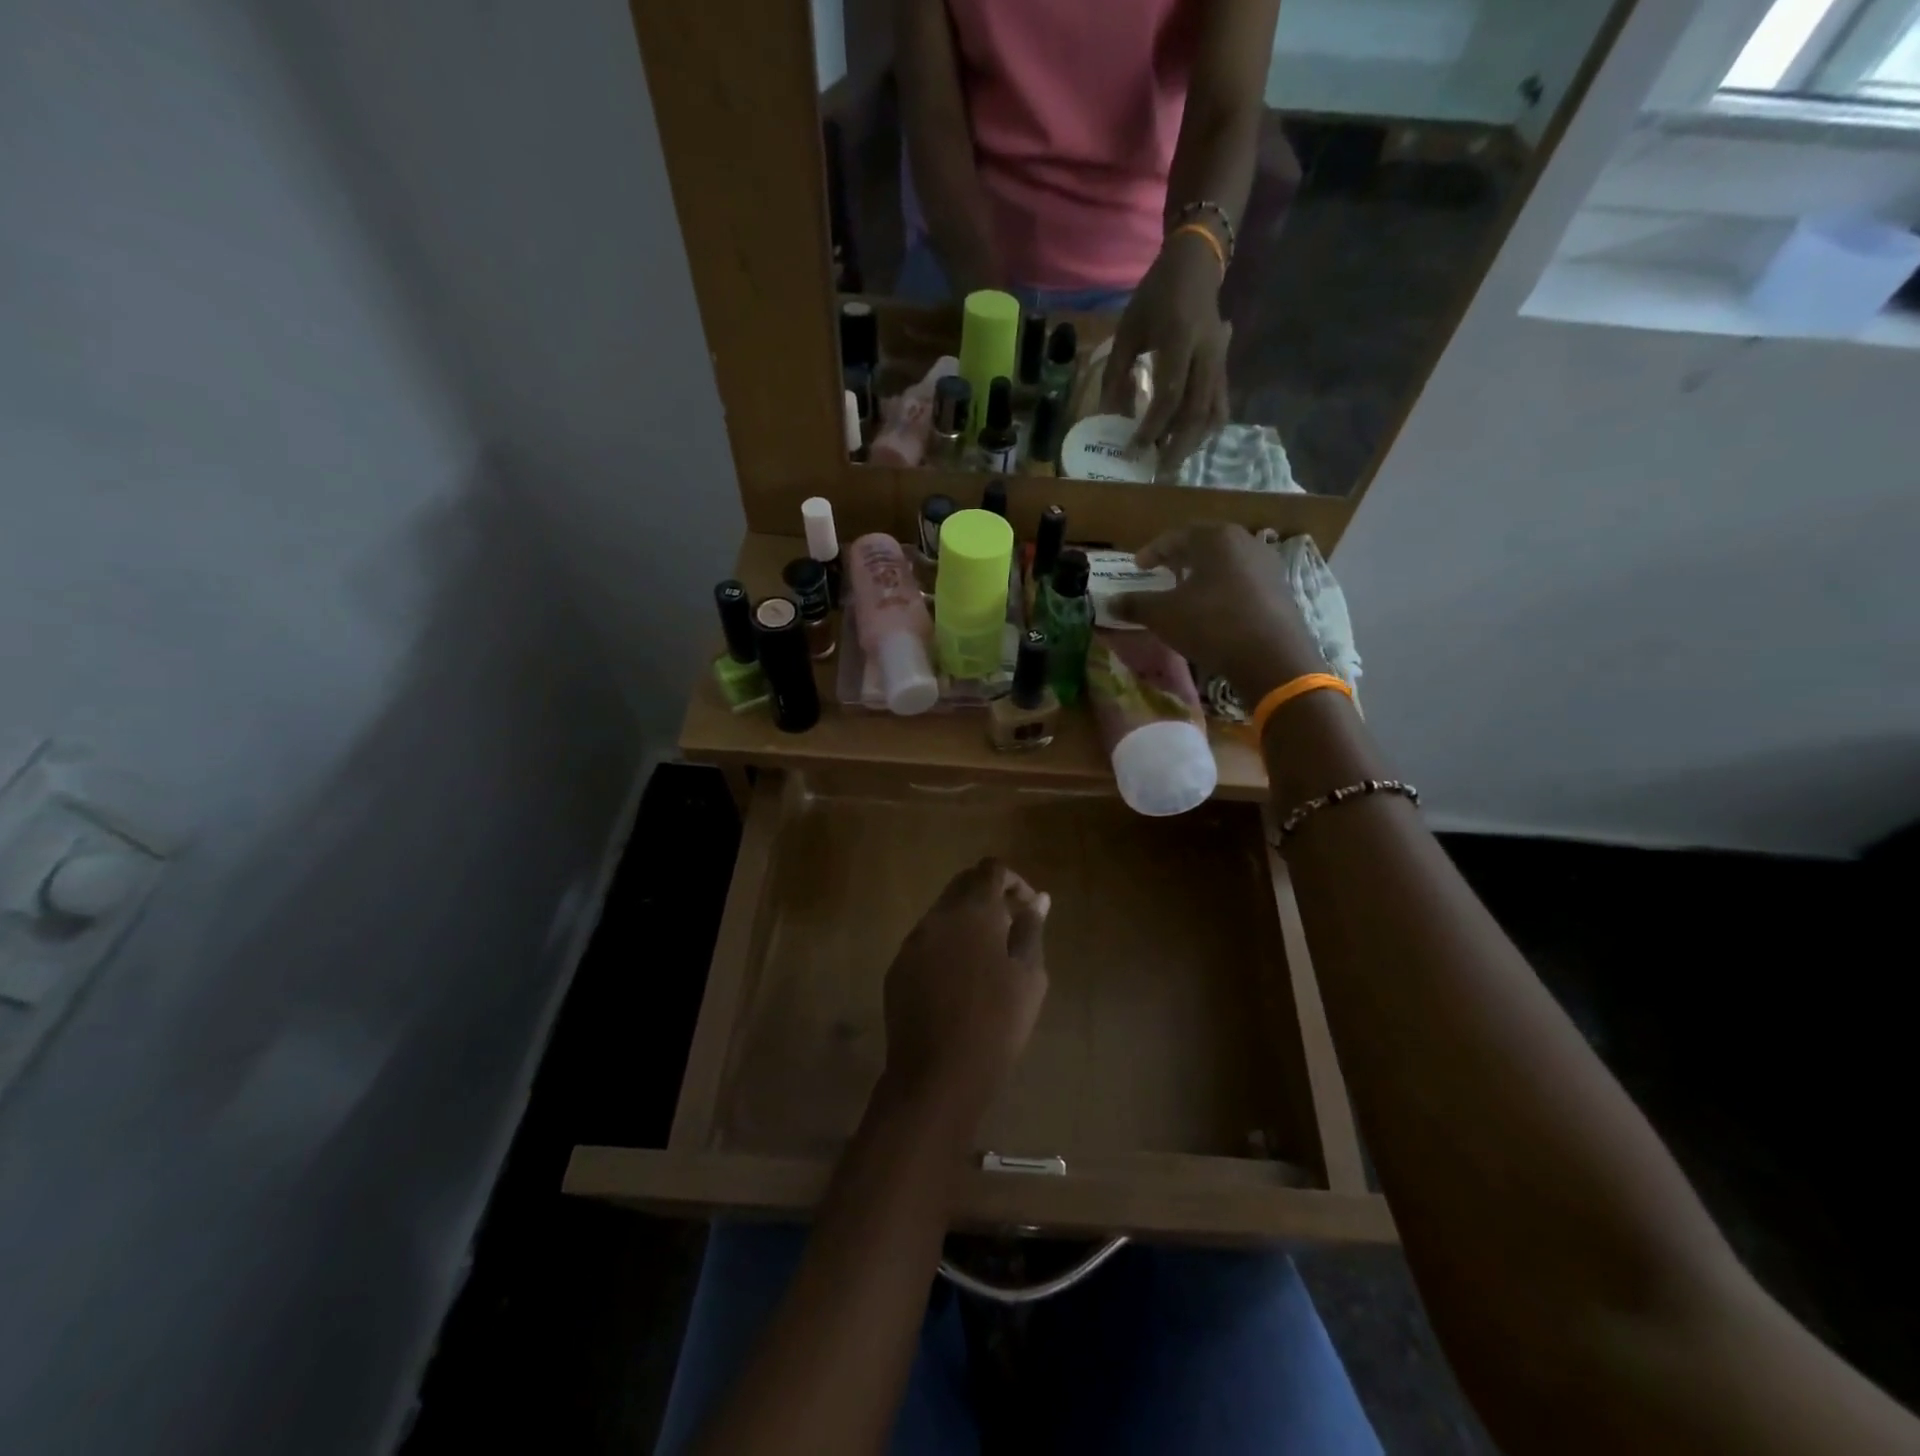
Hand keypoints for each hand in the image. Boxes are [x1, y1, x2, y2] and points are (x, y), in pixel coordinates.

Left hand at [879, 859, 1049, 1133]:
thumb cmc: (997, 1023)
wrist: (938, 1073)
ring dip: (967, 920)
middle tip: (1011, 925)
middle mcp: (938, 916)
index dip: (1013, 881)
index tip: (1028, 906)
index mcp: (973, 911)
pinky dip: (947, 943)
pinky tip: (960, 977)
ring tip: (988, 955)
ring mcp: (913, 941)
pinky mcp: (898, 966)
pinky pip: (927, 940)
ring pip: (943, 913)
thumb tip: (1039, 900)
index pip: (991, 870)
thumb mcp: (1029, 976)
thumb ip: (1031, 929)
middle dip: (989, 895)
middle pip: (963, 885)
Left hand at [1101, 232, 1230, 474]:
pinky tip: (1188, 444)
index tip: (1134, 449)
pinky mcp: (1225, 368)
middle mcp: (1206, 353)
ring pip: (1213, 412)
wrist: (1195, 265)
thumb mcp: (1127, 330)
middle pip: (1197, 411)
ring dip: (1194, 442)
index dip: (1152, 426)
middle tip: (1157, 470)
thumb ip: (1116, 373)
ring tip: (1172, 462)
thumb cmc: (1155, 297)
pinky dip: (1206, 429)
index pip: (1169, 394)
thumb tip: (1107, 417)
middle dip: (1177, 445)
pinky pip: (1220, 405)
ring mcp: (1220, 361)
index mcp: (1179, 338)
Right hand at [1108, 522, 1324, 696]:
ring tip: (1187, 591)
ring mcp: (1267, 565)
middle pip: (1204, 545)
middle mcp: (1245, 542)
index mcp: (1215, 538)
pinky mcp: (1280, 590)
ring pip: (1226, 563)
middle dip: (1180, 558)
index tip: (1137, 566)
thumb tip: (1109, 602)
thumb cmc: (1212, 624)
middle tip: (1162, 572)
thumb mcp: (1163, 615)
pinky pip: (1243, 582)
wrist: (1272, 657)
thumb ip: (1135, 604)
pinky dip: (1223, 589)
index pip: (1176, 536)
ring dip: (1204, 574)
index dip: (1152, 551)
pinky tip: (1214, 609)